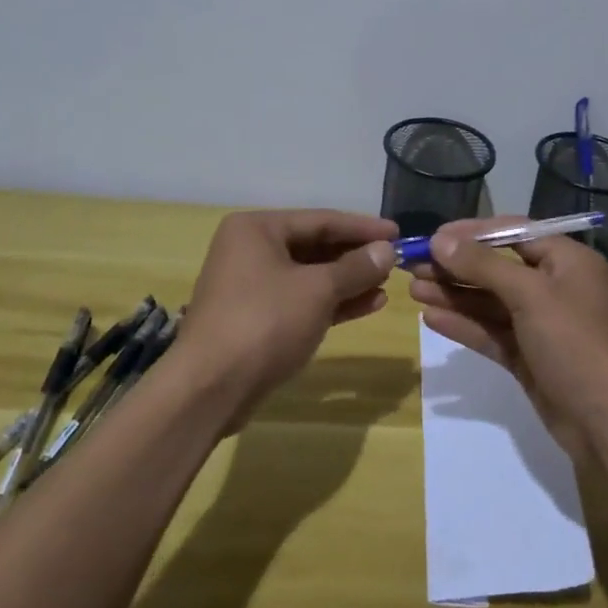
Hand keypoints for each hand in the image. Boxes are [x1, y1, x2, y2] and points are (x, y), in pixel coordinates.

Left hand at [177, 209, 398, 419]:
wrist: (210, 388)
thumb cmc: (264, 322)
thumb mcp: (318, 290)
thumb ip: (356, 267)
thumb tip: (387, 250)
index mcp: (257, 229)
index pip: (321, 219)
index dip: (363, 227)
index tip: (398, 233)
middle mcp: (251, 250)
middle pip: (315, 246)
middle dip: (356, 256)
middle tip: (395, 261)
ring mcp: (252, 286)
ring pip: (310, 276)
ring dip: (348, 281)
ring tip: (387, 285)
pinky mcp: (257, 319)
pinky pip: (302, 301)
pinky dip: (332, 302)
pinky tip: (368, 304)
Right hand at [408, 217, 607, 452]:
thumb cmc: (575, 343)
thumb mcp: (530, 294)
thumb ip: (483, 266)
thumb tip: (440, 240)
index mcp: (566, 261)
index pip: (513, 233)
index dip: (472, 233)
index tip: (433, 237)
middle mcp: (554, 286)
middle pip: (497, 268)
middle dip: (455, 267)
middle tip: (412, 267)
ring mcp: (541, 324)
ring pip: (490, 302)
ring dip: (454, 295)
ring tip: (413, 290)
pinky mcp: (529, 356)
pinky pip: (492, 332)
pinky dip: (464, 325)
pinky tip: (431, 319)